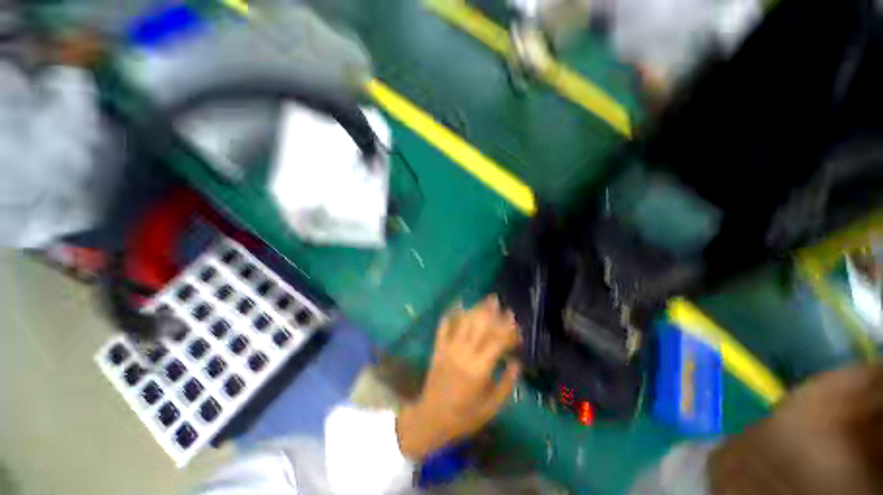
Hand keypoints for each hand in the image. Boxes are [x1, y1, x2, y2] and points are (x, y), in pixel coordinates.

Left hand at [396, 295, 521, 459]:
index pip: (498, 342)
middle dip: (492, 312)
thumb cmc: (465, 416)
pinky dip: (451, 314)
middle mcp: (464, 353)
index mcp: (479, 369)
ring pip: (464, 322)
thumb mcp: (492, 407)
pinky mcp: (438, 348)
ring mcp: (449, 348)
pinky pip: (443, 326)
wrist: (431, 418)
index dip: (509, 331)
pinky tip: (458, 304)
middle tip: (501, 303)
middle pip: (480, 325)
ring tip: (486, 300)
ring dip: (476, 309)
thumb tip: (517, 362)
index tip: (518, 325)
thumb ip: (507, 383)